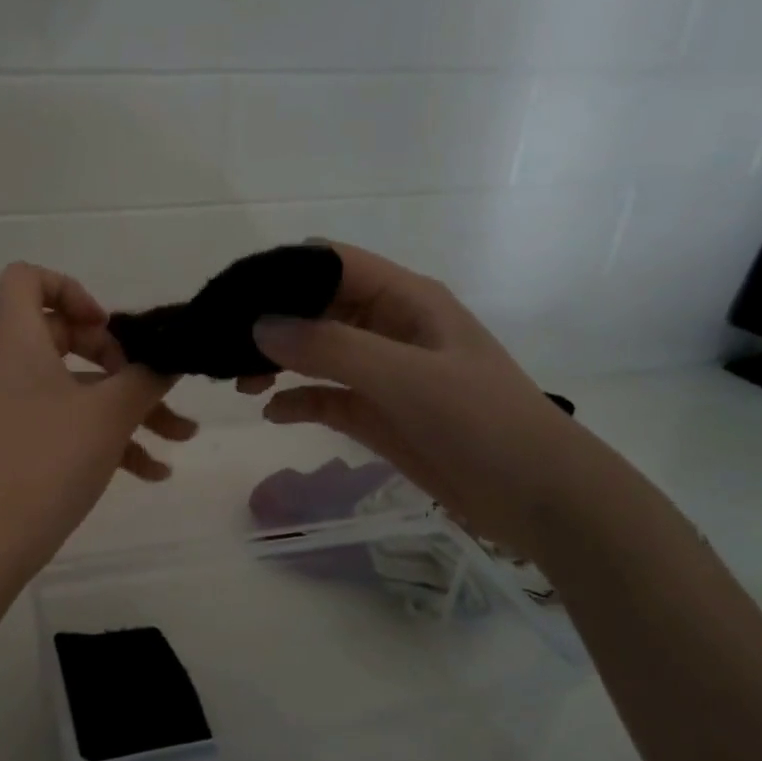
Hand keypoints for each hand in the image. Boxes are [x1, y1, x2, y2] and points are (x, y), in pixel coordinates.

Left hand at [0, 263, 194, 582]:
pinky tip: (152, 472)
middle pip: (62, 335)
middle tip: (146, 381)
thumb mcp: (109, 415)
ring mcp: (7, 407)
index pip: (25, 278)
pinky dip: (103, 437)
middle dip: (117, 358)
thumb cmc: (48, 462)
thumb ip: (147, 377)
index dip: (70, 289)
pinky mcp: (13, 443)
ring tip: (181, 436)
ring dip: (126, 406)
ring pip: (73, 388)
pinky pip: (62, 423)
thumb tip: (171, 356)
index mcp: (15, 341)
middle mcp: (5, 366)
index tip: (107, 327)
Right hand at [244, 243, 598, 557]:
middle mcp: (388, 328)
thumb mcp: (406, 377)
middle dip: (271, 323)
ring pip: (315, 353)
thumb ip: (332, 348)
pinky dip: (297, 401)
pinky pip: (326, 397)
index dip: (281, 273)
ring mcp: (382, 373)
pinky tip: (273, 413)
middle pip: (316, 308)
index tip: (232, 297)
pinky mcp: (377, 413)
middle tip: (225, 347)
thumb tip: (260, 326)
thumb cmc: (481, 421)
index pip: (331, 264)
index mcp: (404, 300)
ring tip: (240, 381)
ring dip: (278, 362)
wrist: (536, 496)